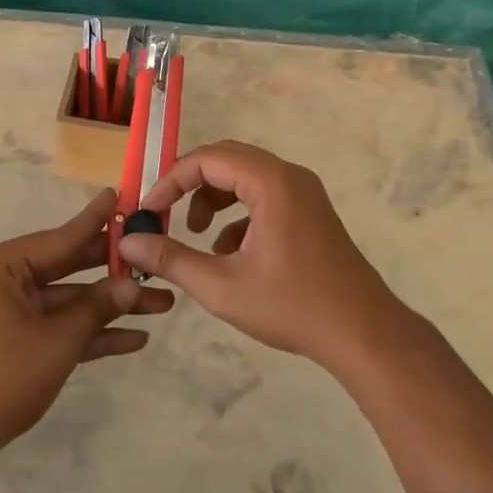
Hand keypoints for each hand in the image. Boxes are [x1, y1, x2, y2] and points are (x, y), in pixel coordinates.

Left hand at [0, 188, 173, 462]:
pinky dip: (87, 332)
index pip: (60, 237)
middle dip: (114, 273)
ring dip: (109, 308)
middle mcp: (1, 278)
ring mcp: (7, 310)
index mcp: (0, 265)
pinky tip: (134, 339)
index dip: (97, 222)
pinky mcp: (13, 339)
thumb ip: (96, 308)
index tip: (122, 195)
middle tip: (155, 259)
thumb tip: (132, 285)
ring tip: (162, 305)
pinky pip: (55, 326)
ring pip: (67, 300)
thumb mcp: (56, 341)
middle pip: (67, 267)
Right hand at [117, 141, 409, 370]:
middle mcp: (289, 176)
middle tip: (165, 214)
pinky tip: (230, 253)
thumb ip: (171, 259)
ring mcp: (304, 192)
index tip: (147, 210)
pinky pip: (264, 195)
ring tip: (196, 235)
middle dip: (190, 185)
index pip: (207, 159)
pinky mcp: (310, 211)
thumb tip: (128, 242)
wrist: (364, 334)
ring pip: (245, 177)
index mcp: (270, 182)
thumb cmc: (292, 307)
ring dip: (213, 199)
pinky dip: (238, 214)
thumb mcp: (221, 286)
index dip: (171, 181)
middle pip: (226, 160)